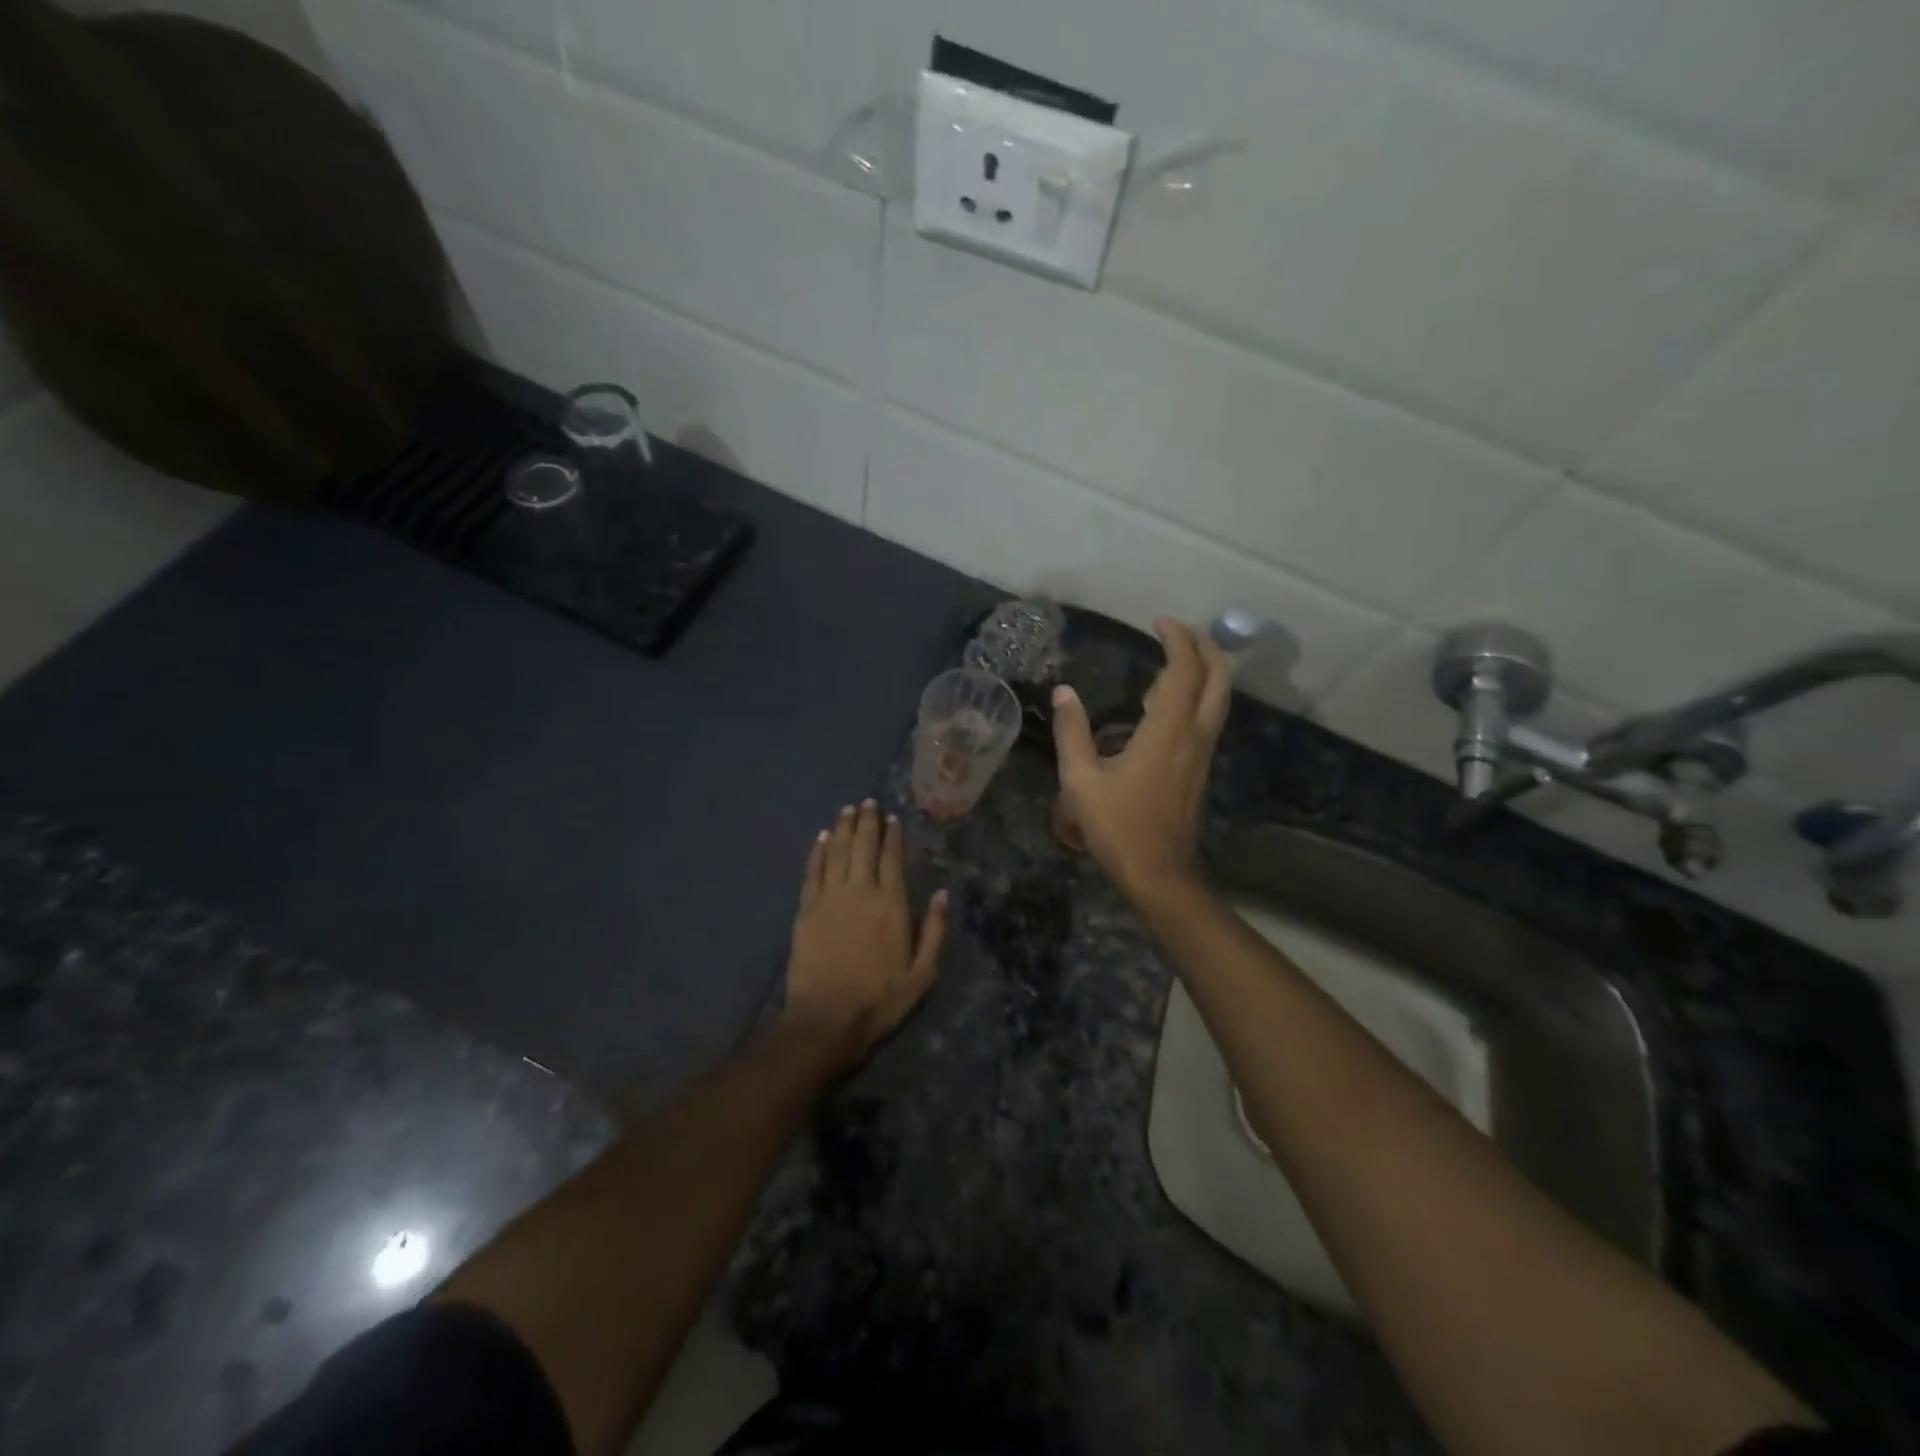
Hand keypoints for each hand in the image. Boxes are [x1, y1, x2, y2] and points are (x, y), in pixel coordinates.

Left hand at [784, 800, 947, 1070]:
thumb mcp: (922, 974)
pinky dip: (818, 851)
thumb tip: (942, 894)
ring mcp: (830, 898)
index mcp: (891, 904)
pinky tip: (823, 837)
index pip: (892, 858)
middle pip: (864, 847)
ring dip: (844, 828)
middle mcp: (860, 891)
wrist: (826, 1019)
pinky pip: (813, 871)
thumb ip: (934, 931)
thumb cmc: (879, 999)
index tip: (893, 818)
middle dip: (868, 822)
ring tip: (848, 809)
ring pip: (838, 852)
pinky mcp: (806, 909)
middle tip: (868, 803)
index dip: (893, 836)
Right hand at [1052, 619, 1230, 899]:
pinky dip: (1199, 694)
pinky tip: (1171, 701)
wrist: (1159, 873)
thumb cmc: (1118, 826)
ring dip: (1207, 669)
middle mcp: (1194, 735)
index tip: (1160, 622)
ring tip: (1179, 654)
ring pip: (1219, 699)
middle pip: (1218, 678)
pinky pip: (1208, 717)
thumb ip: (1071, 732)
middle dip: (1205, 647)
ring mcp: (1202, 753)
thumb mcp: (1081, 780)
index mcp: (1168, 731)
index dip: (1178, 640)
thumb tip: (1064, 692)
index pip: (1184, 671)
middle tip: (1181, 630)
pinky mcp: (1199, 768)